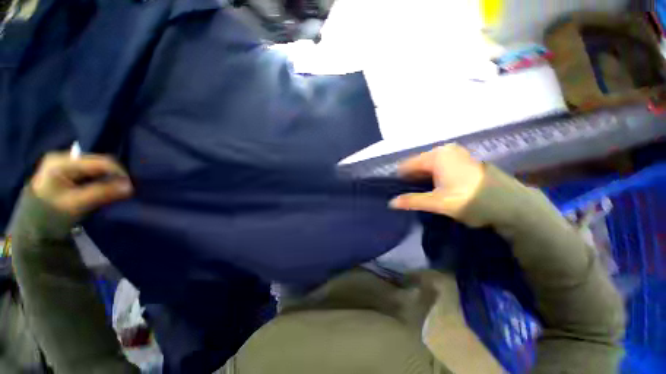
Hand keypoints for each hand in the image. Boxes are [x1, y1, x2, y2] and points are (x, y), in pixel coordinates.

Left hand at [31, 153, 132, 218]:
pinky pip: (91, 170)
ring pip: (96, 165)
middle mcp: (62, 157)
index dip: (118, 172)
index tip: (129, 186)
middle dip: (113, 174)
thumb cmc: (53, 214)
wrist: (34, 225)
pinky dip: (100, 178)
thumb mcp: (77, 204)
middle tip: (123, 188)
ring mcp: (64, 162)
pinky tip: (103, 186)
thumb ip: (102, 193)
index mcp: (61, 162)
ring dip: (108, 176)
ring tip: (114, 188)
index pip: (99, 161)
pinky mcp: (67, 169)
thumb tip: (129, 187)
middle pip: (98, 161)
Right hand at [389, 144, 484, 218]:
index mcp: (437, 155)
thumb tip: (391, 203)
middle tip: (408, 195)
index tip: (396, 191)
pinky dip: (435, 177)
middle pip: (419, 164)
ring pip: (430, 167)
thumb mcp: (437, 202)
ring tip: (421, 194)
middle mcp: (446, 150)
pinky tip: (436, 189)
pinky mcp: (464, 162)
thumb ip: (412, 201)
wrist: (512, 205)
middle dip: (412, 179)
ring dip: (423, 179)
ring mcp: (457, 155)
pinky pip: (441, 167)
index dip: (401, 178)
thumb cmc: (470, 200)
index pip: (408, 164)